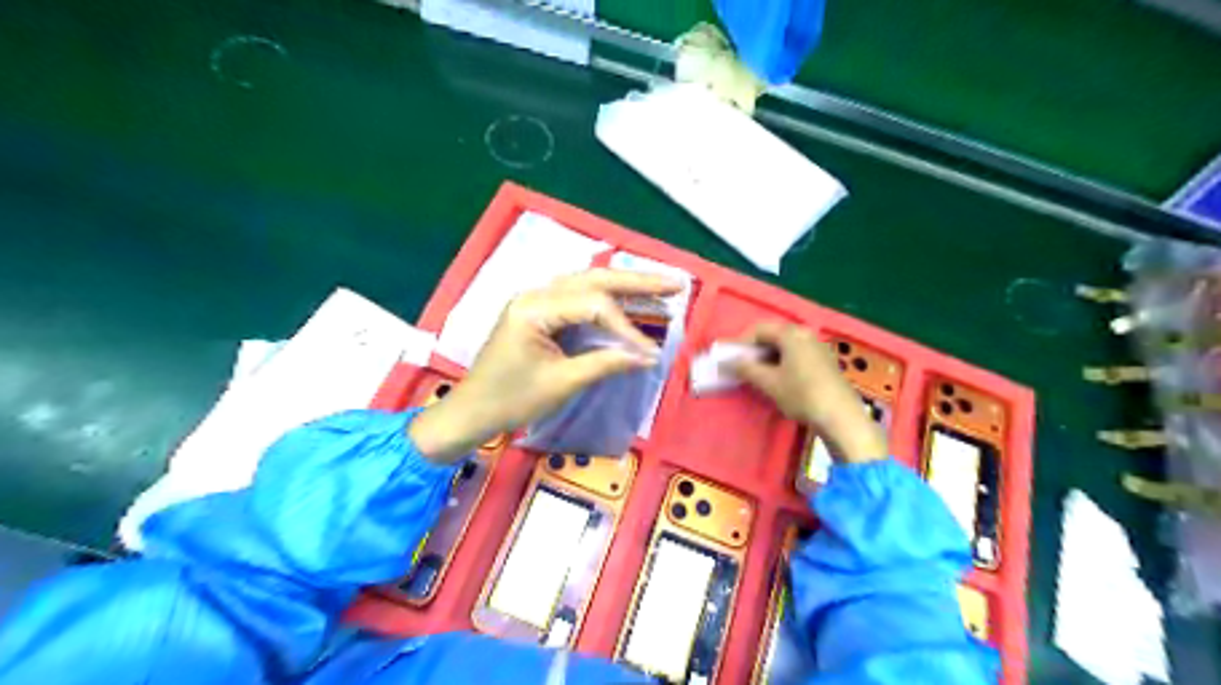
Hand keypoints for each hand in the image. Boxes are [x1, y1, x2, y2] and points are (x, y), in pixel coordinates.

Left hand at [406, 271, 676, 461]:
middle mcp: (536, 293)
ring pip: (589, 284)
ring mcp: (537, 301)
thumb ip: (605, 363)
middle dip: (637, 282)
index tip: (652, 352)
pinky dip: (608, 301)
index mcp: (535, 307)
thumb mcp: (561, 383)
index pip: (593, 305)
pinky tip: (631, 299)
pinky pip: (579, 299)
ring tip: (662, 287)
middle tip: (676, 284)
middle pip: (594, 279)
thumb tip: (648, 357)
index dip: (627, 327)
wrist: (471, 412)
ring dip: (625, 286)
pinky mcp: (540, 313)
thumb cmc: (511, 400)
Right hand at [722, 320, 887, 465]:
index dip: (741, 343)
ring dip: (768, 357)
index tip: (730, 358)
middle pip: (773, 335)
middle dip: (755, 350)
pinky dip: (782, 361)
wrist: (840, 416)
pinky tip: (778, 378)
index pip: (759, 330)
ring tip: (757, 374)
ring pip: (785, 346)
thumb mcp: (769, 383)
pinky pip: (797, 354)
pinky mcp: (824, 361)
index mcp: (791, 334)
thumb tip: (727, 362)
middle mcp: (805, 334)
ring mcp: (818, 347)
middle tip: (742, 366)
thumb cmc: (802, 395)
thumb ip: (746, 369)